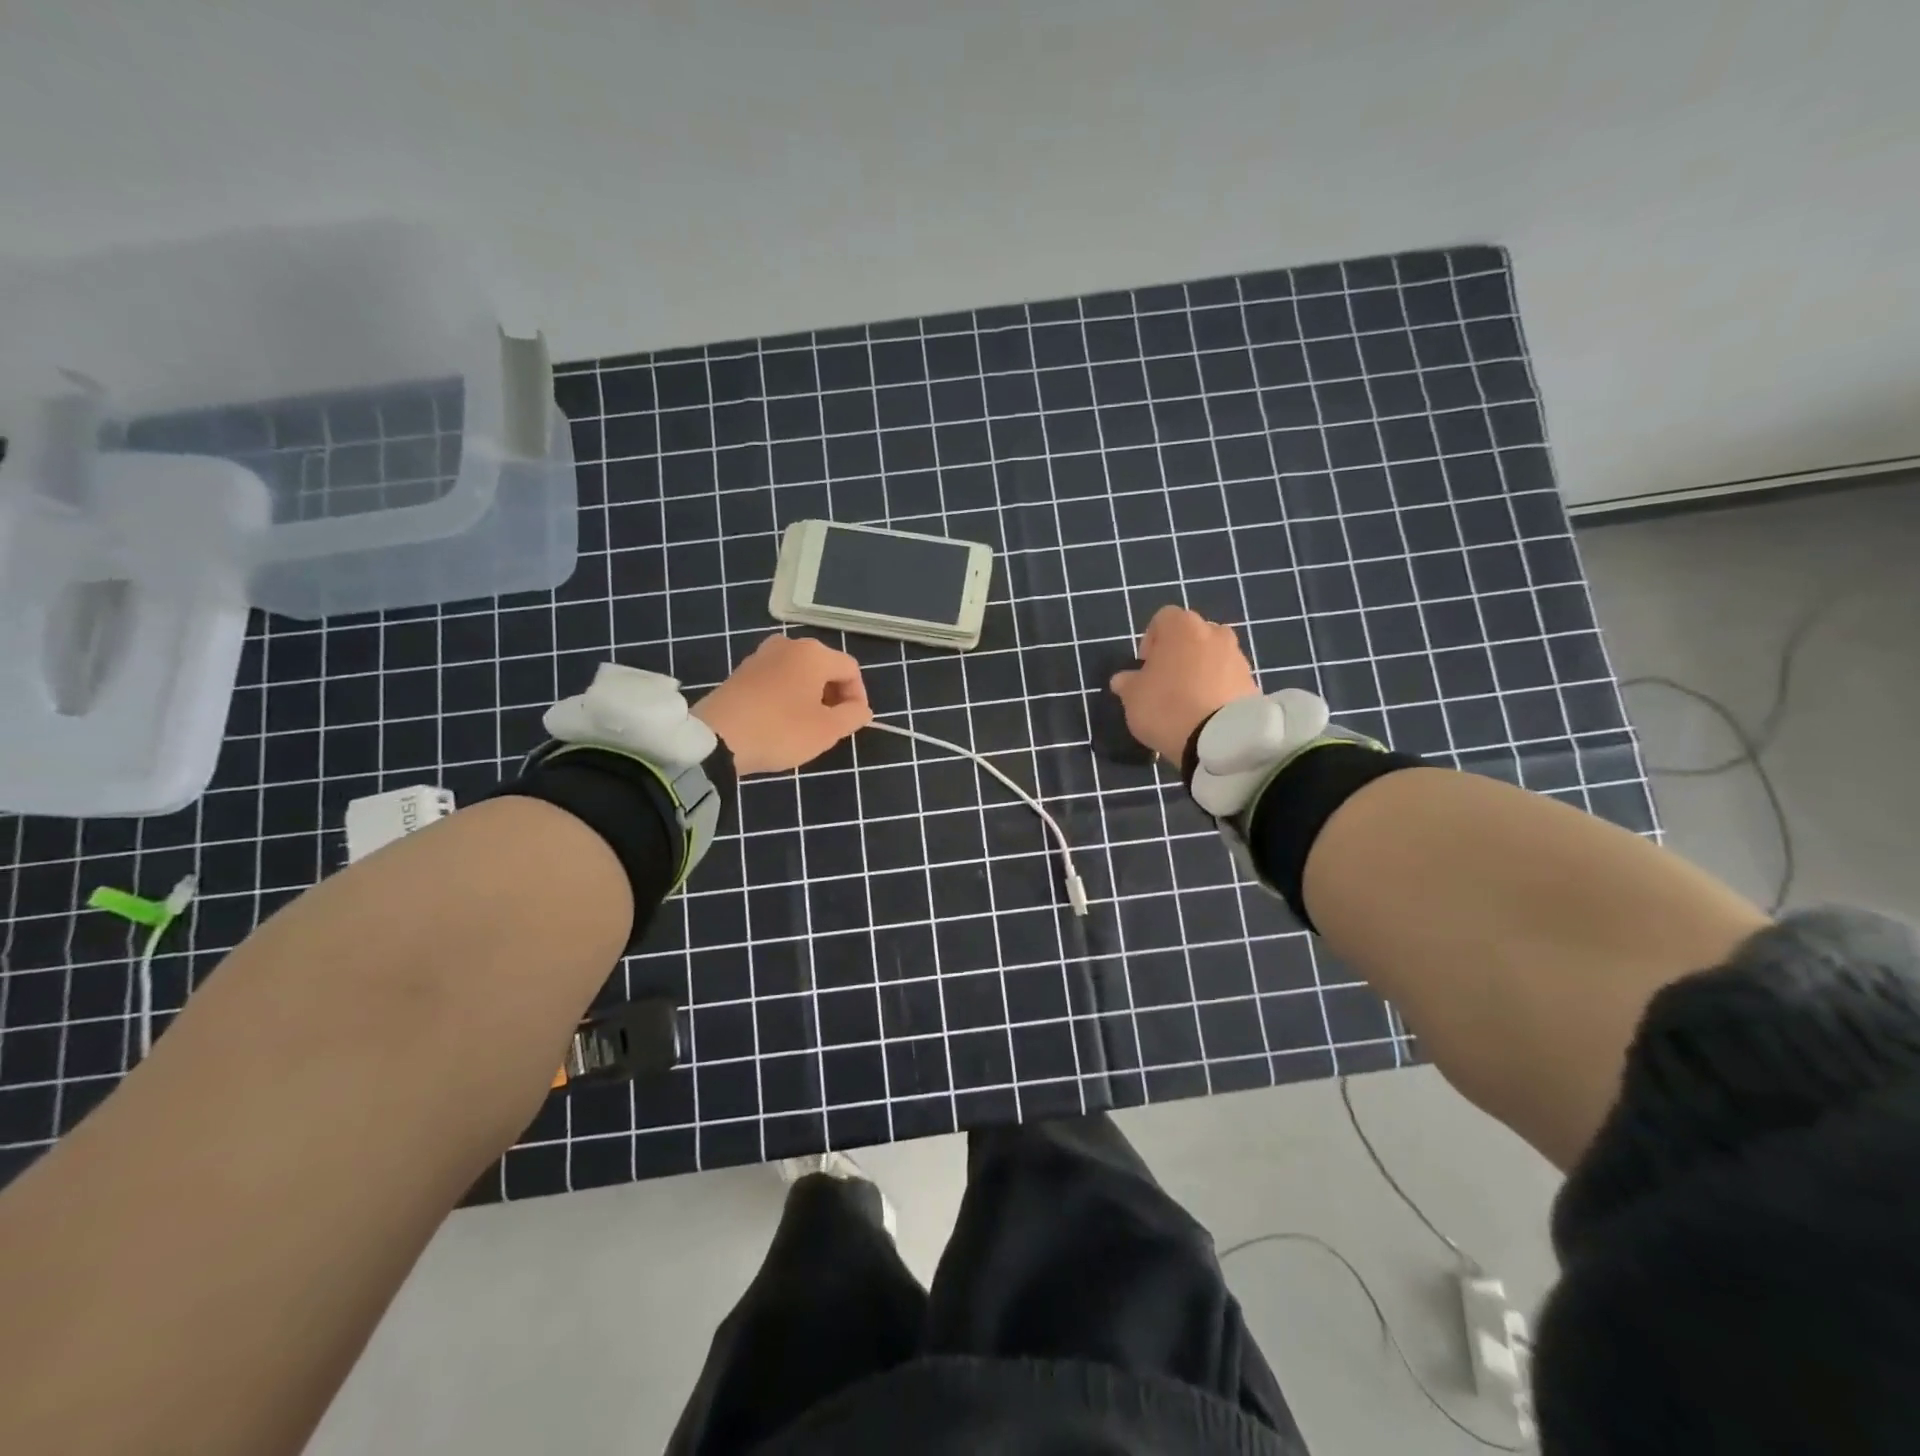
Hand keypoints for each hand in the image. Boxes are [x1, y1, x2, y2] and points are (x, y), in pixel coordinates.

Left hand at [692, 634, 871, 775]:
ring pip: (800, 674)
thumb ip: (853, 716)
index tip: (853, 723)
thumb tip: (861, 709)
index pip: (850, 670)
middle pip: (824, 667)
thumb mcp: (827, 730)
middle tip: (831, 726)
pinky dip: (787, 696)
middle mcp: (788, 645)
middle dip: (834, 696)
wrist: (715, 739)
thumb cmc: (780, 731)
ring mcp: (760, 656)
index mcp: (813, 653)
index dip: (858, 697)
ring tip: (806, 725)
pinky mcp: (741, 671)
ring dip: (810, 696)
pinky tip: (780, 721)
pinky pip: (777, 679)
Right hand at [1109, 606, 1258, 762]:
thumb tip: (1124, 679)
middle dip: (1179, 653)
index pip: (1163, 619)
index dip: (1151, 640)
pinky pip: (1228, 679)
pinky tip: (1206, 712)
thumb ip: (1127, 683)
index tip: (1145, 666)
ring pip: (1213, 657)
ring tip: (1188, 700)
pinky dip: (1217, 689)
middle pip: (1192, 636)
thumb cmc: (1166, 706)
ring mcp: (1237, 657)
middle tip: (1166, 681)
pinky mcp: (1252, 682)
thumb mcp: (1132, 697)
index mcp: (1182, 627)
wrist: (1220, 739)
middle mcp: (1214, 633)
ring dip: (1201, 671)